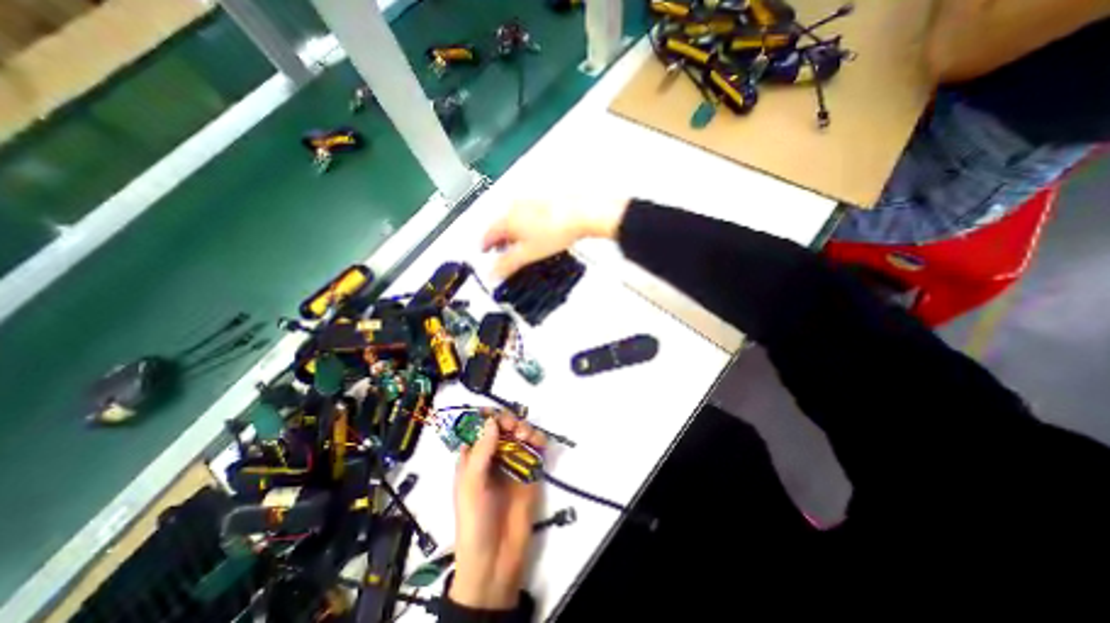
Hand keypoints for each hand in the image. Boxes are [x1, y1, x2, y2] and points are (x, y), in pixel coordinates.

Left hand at [449, 411, 545, 609]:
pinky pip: (535, 450)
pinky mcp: (530, 472)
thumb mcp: (472, 484)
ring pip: (520, 435)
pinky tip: (540, 443)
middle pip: (502, 427)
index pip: (478, 428)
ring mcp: (513, 463)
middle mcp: (493, 456)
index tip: (496, 416)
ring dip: (525, 428)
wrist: (496, 559)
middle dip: (508, 421)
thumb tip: (492, 420)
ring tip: (527, 437)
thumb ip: (482, 451)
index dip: (487, 417)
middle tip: (514, 428)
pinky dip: (539, 441)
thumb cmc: (474, 520)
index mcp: (473, 458)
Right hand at [482, 197, 627, 278]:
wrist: (580, 215)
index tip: (484, 251)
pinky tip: (535, 232)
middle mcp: (514, 207)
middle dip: (499, 240)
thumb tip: (492, 274)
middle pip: (500, 225)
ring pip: (513, 219)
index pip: (488, 234)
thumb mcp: (528, 254)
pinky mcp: (542, 201)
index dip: (484, 245)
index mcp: (507, 219)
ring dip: (512, 232)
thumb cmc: (554, 232)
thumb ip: (507, 264)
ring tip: (519, 244)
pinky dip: (525, 224)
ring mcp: (529, 202)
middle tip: (501, 251)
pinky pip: (526, 214)